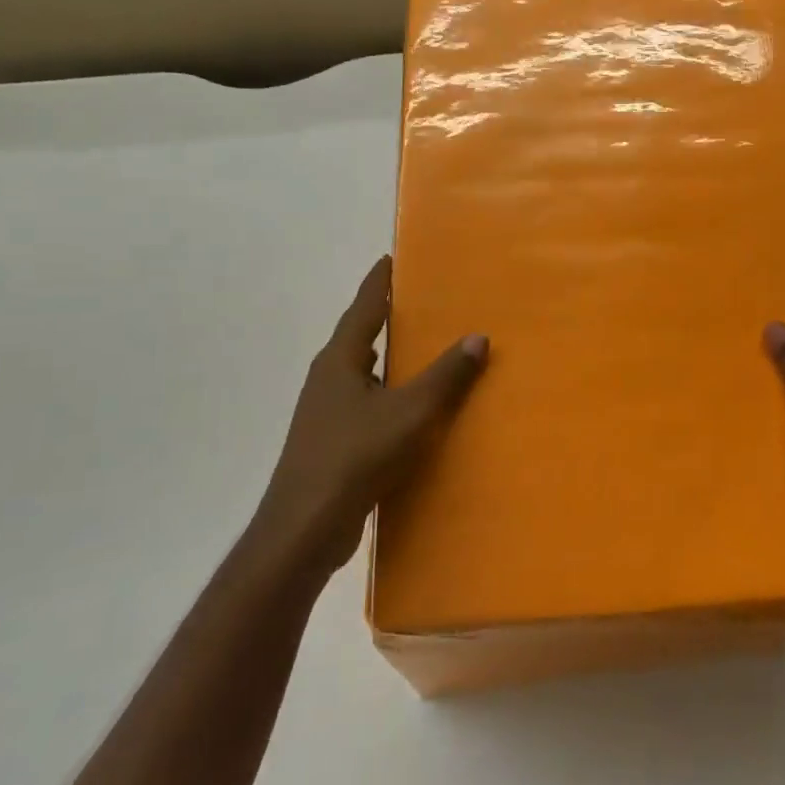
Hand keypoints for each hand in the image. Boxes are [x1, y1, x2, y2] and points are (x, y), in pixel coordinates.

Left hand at [255, 256, 487, 576]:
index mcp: (340, 360)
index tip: (394, 258)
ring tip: (426, 350)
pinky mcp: (332, 441)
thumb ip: (446, 375)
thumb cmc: (356, 456)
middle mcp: (329, 378)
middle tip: (425, 302)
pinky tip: (413, 408)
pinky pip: (367, 403)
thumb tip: (478, 336)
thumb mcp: (411, 411)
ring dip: (391, 359)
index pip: (364, 306)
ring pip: (364, 373)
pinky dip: (390, 394)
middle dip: (389, 318)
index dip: (380, 281)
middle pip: (361, 336)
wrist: (306, 527)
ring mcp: (326, 412)